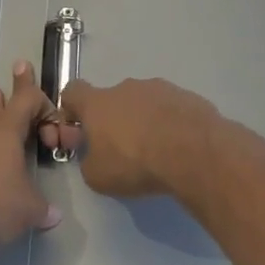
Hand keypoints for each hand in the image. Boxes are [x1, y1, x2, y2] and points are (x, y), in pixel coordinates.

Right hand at [48, 77, 220, 198]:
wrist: (193, 152)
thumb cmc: (135, 162)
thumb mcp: (98, 177)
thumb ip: (89, 163)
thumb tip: (93, 158)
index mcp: (98, 103)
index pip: (73, 91)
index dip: (72, 108)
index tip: (79, 129)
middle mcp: (126, 88)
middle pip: (111, 99)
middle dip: (114, 120)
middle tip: (123, 149)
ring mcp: (158, 88)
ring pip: (143, 102)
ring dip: (144, 120)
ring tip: (157, 150)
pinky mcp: (186, 95)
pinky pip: (170, 108)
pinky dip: (170, 123)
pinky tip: (179, 146)